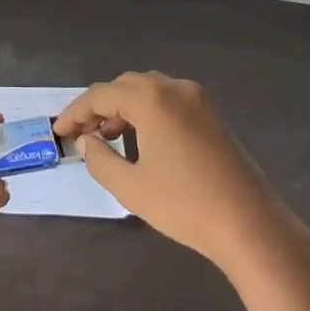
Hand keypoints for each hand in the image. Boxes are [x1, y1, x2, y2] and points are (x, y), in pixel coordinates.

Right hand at [54, 72, 306, 272]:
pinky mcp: (212, 116)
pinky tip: (141, 139)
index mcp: (152, 98)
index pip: (101, 95)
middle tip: (81, 134)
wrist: (250, 225)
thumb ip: (99, 159)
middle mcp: (175, 88)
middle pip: (125, 85)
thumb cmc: (184, 205)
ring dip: (124, 107)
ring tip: (107, 136)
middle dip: (99, 107)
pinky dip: (147, 112)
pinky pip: (169, 101)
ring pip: (149, 90)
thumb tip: (87, 141)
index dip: (75, 112)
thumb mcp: (130, 186)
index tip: (59, 133)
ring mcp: (198, 100)